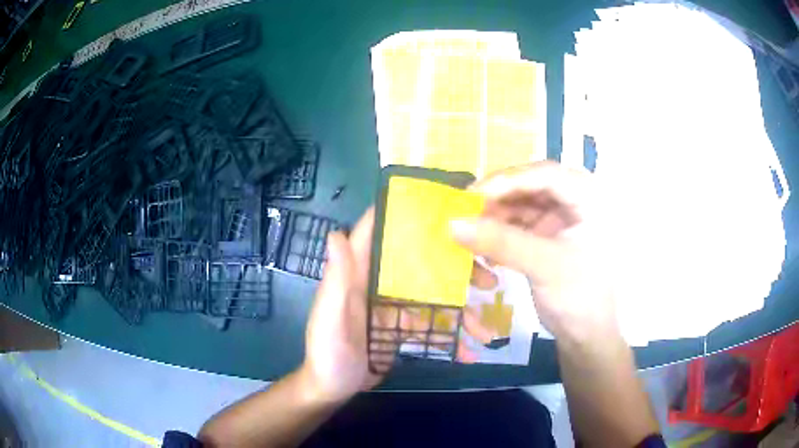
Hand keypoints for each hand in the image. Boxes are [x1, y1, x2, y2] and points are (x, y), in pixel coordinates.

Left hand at [301, 207, 493, 403]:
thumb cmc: (327, 352)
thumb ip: (336, 280)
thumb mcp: (329, 317)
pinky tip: (469, 352)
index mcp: (358, 274)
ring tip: (486, 330)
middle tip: (488, 278)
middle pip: (419, 264)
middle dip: (454, 268)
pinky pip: (431, 325)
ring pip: (433, 297)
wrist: (333, 388)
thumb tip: (335, 233)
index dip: (400, 214)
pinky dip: (450, 337)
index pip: (376, 234)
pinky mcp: (403, 327)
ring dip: (461, 310)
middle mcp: (378, 284)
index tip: (439, 205)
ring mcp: (393, 307)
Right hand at [450, 161, 619, 343]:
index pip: (544, 174)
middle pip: (530, 186)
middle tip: (466, 211)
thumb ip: (500, 242)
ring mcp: (561, 218)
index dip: (507, 180)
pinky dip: (500, 233)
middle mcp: (574, 200)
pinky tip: (486, 249)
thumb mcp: (543, 265)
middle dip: (498, 198)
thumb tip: (453, 224)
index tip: (471, 195)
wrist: (586, 335)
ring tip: (471, 233)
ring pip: (521, 205)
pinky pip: (519, 225)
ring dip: (496, 217)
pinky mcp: (548, 236)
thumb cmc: (578, 296)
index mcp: (587, 197)